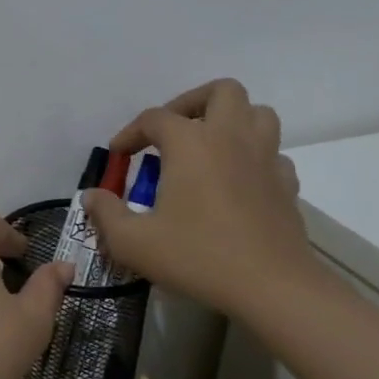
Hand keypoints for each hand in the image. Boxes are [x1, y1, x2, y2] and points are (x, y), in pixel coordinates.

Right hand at [83, 79, 321, 316]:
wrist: (272, 287)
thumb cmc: (197, 256)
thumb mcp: (133, 241)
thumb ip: (106, 214)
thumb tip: (91, 196)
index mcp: (191, 143)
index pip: (154, 118)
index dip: (130, 132)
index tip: (118, 155)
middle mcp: (231, 138)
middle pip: (221, 92)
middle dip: (191, 103)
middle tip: (171, 132)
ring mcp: (266, 158)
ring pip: (257, 114)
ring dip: (230, 121)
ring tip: (207, 147)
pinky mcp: (287, 184)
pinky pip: (272, 153)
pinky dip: (252, 157)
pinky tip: (236, 181)